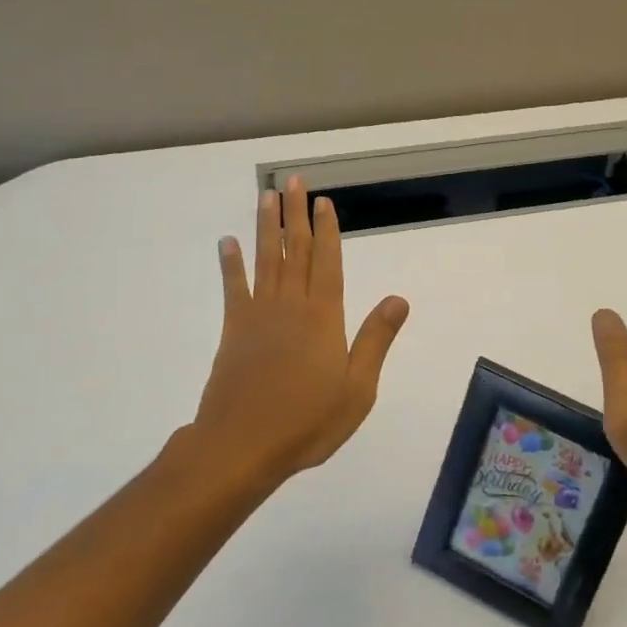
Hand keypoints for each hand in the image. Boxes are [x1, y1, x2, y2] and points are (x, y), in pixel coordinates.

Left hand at [189, 177, 410, 484]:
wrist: (243, 445)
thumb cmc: (308, 421)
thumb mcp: (358, 388)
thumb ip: (375, 339)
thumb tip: (399, 299)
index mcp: (324, 317)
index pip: (327, 261)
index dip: (326, 230)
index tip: (323, 201)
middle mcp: (291, 305)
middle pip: (294, 250)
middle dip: (295, 214)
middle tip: (292, 181)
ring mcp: (258, 315)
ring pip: (264, 259)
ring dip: (265, 226)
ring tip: (265, 196)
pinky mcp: (233, 330)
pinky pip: (233, 288)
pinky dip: (230, 264)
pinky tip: (227, 243)